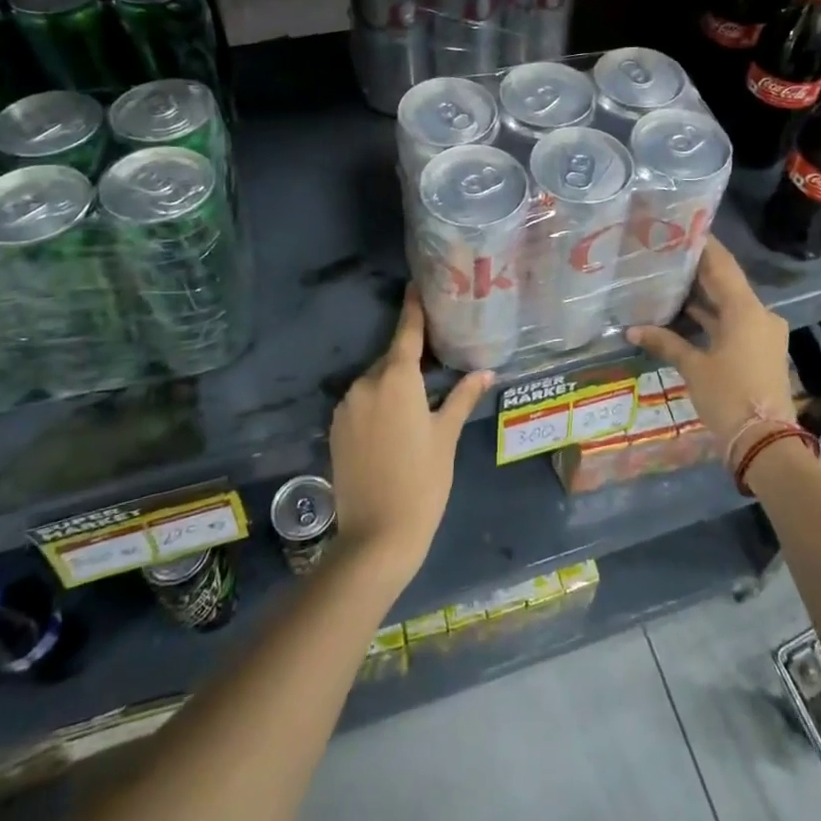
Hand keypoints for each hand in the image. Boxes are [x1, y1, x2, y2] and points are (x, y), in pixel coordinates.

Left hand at [329, 286, 489, 589]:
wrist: (377, 536)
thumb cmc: (423, 482)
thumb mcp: (446, 437)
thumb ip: (462, 397)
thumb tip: (485, 371)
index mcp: (397, 380)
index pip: (407, 332)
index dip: (413, 308)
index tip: (415, 284)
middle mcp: (366, 384)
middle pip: (392, 359)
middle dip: (411, 358)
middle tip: (435, 363)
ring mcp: (346, 406)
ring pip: (375, 381)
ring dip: (394, 383)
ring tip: (418, 404)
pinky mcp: (335, 428)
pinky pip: (361, 401)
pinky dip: (377, 402)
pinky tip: (394, 425)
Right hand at [626, 237, 793, 449]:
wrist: (766, 442)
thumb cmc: (729, 397)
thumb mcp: (693, 368)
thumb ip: (665, 342)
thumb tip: (631, 330)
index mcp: (746, 310)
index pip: (722, 265)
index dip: (703, 246)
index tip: (682, 228)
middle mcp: (760, 314)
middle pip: (727, 283)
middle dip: (699, 270)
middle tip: (668, 253)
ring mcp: (763, 333)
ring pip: (730, 305)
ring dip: (705, 296)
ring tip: (671, 280)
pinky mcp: (761, 350)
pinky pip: (735, 323)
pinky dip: (713, 318)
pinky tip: (686, 315)